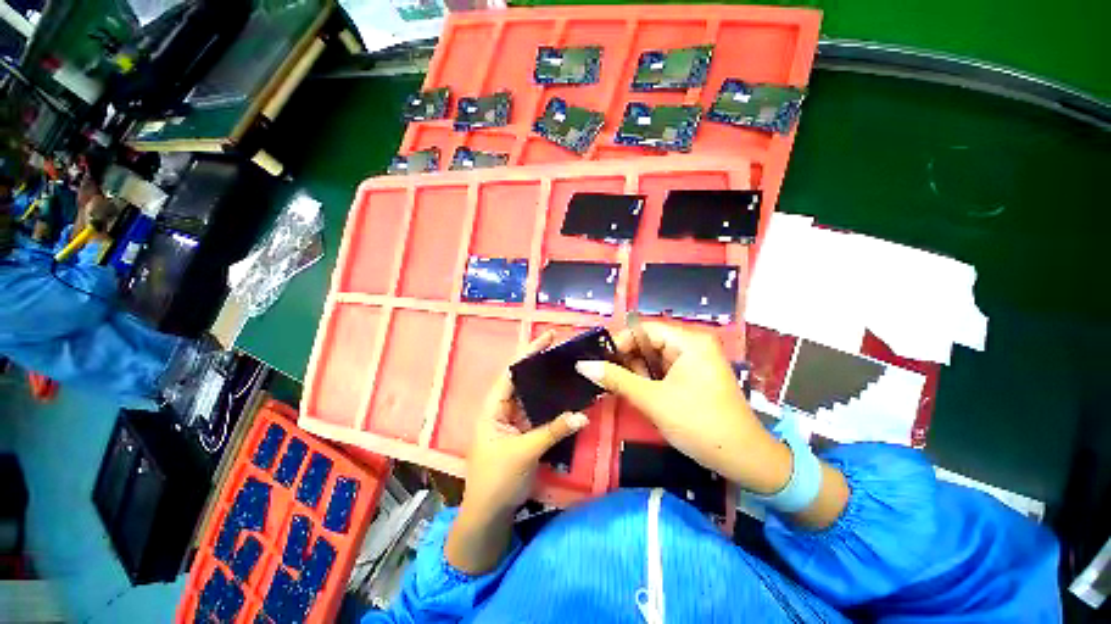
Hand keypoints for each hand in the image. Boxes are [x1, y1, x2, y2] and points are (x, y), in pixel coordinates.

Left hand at [446, 331, 588, 573]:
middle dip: (541, 364)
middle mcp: (503, 408)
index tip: (548, 338)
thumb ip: (552, 431)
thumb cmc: (496, 480)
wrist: (490, 515)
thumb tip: (583, 415)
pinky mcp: (525, 432)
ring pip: (533, 396)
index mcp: (493, 407)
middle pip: (524, 380)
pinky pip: (540, 413)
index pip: (511, 372)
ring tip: (568, 368)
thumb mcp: (524, 452)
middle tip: (563, 350)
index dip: (529, 353)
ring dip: (548, 384)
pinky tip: (567, 397)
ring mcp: (514, 420)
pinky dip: (552, 405)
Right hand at [576, 322, 791, 494]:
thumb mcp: (653, 400)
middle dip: (628, 361)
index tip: (599, 361)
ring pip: (654, 358)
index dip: (620, 343)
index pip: (644, 329)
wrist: (745, 461)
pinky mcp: (695, 377)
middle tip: (608, 379)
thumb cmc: (699, 425)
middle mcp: (693, 345)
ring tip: (623, 390)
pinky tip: (641, 394)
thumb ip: (617, 379)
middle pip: (649, 343)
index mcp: (689, 341)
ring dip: (637, 373)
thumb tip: (583, 365)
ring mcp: (696, 361)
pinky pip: (664, 370)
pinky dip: (650, 381)